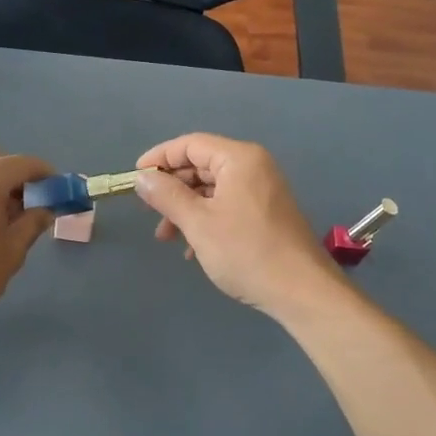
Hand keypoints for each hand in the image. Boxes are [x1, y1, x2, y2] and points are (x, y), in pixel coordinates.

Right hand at [133, 133, 341, 317]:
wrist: (301, 291)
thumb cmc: (246, 252)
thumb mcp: (198, 223)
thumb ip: (167, 196)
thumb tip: (142, 177)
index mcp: (239, 159)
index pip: (190, 144)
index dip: (159, 158)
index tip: (134, 179)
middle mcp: (253, 167)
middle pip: (201, 165)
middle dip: (172, 188)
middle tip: (148, 212)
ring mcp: (262, 190)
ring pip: (212, 189)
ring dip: (185, 209)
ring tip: (167, 238)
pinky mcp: (266, 213)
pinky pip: (227, 206)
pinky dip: (206, 220)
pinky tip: (192, 249)